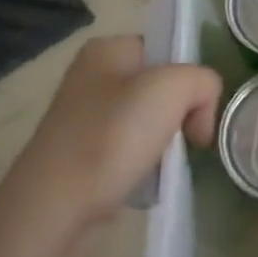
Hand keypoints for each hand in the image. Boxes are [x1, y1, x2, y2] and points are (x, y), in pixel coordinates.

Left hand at [6, 35, 221, 233]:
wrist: (54, 207)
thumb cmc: (112, 137)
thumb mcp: (173, 89)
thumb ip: (203, 82)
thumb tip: (200, 113)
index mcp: (108, 49)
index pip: (169, 49)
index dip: (191, 77)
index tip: (197, 111)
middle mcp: (92, 76)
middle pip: (162, 86)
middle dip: (182, 112)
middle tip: (188, 139)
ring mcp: (85, 116)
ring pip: (150, 119)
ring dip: (166, 140)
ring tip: (165, 163)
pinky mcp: (82, 153)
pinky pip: (132, 148)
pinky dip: (147, 162)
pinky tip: (146, 178)